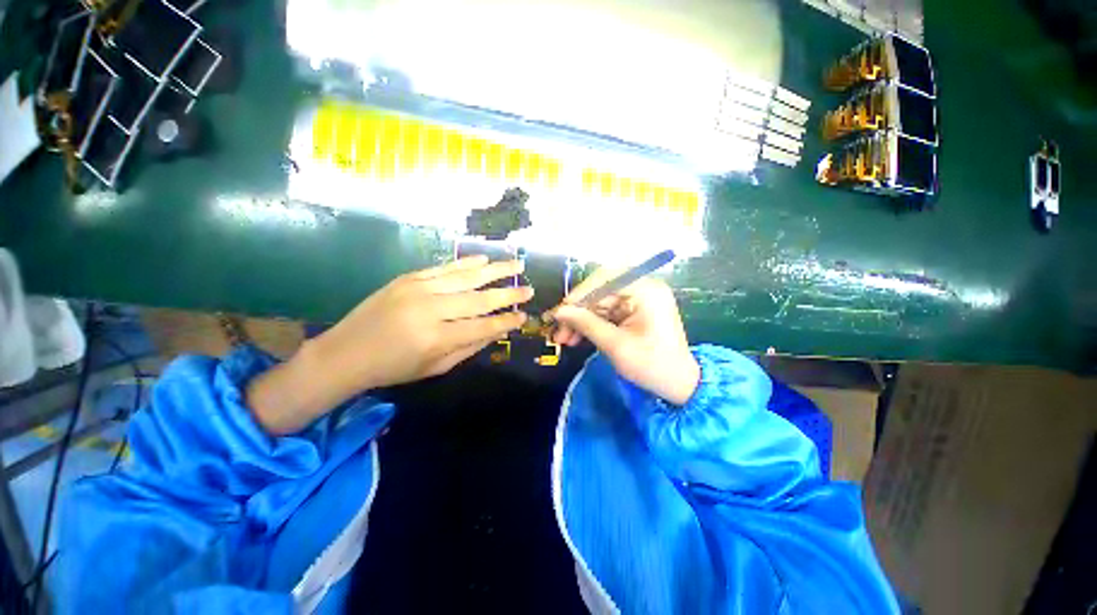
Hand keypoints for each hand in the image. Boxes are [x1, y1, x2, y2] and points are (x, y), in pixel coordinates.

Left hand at [248, 256, 532, 433]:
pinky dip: (466, 263)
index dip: (506, 322)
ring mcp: (419, 289)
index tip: (524, 317)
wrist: (346, 352)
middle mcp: (431, 310)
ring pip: (466, 277)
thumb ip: (469, 347)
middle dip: (508, 295)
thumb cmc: (394, 368)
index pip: (483, 327)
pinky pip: (444, 268)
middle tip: (529, 289)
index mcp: (437, 338)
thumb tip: (496, 331)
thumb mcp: (435, 368)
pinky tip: (484, 259)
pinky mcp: (409, 278)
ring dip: (495, 270)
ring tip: (517, 265)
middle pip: (479, 299)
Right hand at [550, 270, 699, 404]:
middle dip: (577, 312)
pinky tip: (576, 338)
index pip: (605, 279)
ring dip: (581, 320)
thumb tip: (559, 312)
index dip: (579, 294)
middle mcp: (642, 289)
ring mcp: (638, 300)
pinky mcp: (633, 312)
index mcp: (646, 291)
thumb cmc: (652, 365)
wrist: (679, 385)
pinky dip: (591, 324)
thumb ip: (586, 324)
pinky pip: (606, 312)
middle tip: (559, 331)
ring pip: (599, 303)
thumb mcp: (616, 346)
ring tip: (564, 339)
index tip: (560, 312)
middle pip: (600, 292)